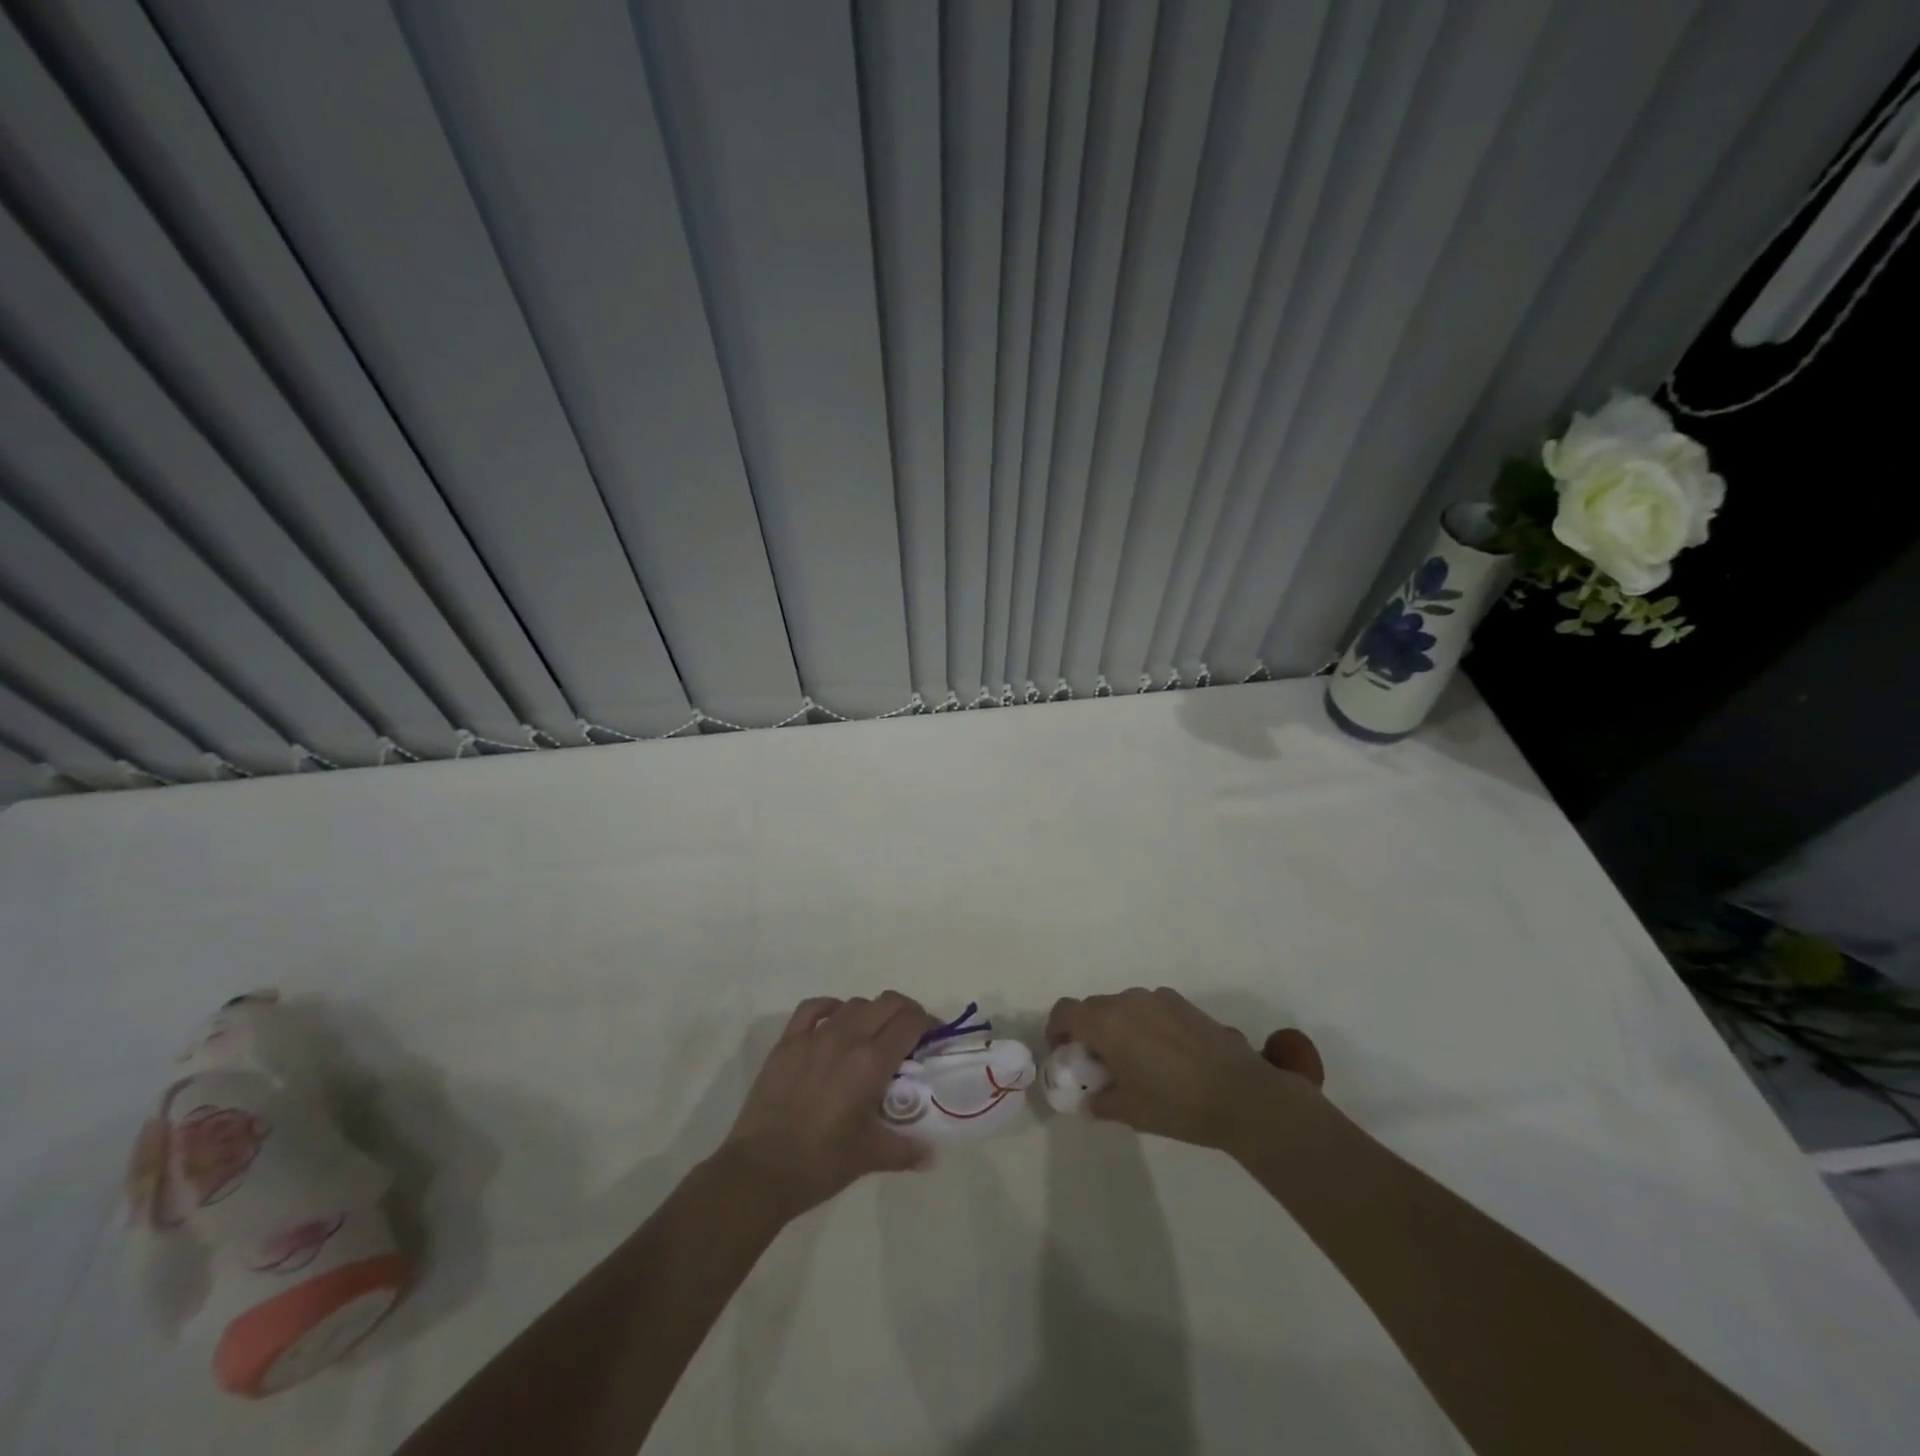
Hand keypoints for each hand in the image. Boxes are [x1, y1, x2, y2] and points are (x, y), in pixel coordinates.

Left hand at [717, 992, 935, 1221]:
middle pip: (887, 1003)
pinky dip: (831, 1007)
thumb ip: (907, 1148)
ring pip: (854, 1004)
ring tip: (872, 1037)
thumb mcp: (871, 1156)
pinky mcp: (788, 1041)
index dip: (928, 1024)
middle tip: (909, 1035)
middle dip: (905, 1012)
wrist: (760, 1171)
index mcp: (872, 1062)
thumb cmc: (821, 1164)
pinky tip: (835, 1022)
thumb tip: (932, 1154)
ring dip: (871, 1013)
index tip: (932, 1039)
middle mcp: (847, 1038)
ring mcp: (814, 1036)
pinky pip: (814, 1007)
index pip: (911, 1022)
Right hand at [1045, 987, 1324, 1154]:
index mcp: (1106, 1023)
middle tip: (1098, 1062)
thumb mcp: (1129, 1112)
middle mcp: (1127, 1001)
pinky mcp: (1183, 1003)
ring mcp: (1158, 998)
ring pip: (1123, 1005)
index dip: (1056, 1029)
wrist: (1240, 1095)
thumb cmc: (1176, 1105)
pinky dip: (1145, 1023)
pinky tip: (1165, 1054)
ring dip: (1118, 1025)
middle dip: (1087, 1030)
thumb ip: (1100, 1102)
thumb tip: (1089, 1099)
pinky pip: (1150, 1007)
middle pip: (1093, 1007)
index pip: (1065, 1011)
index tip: (1063, 1052)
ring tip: (1134, 1059)